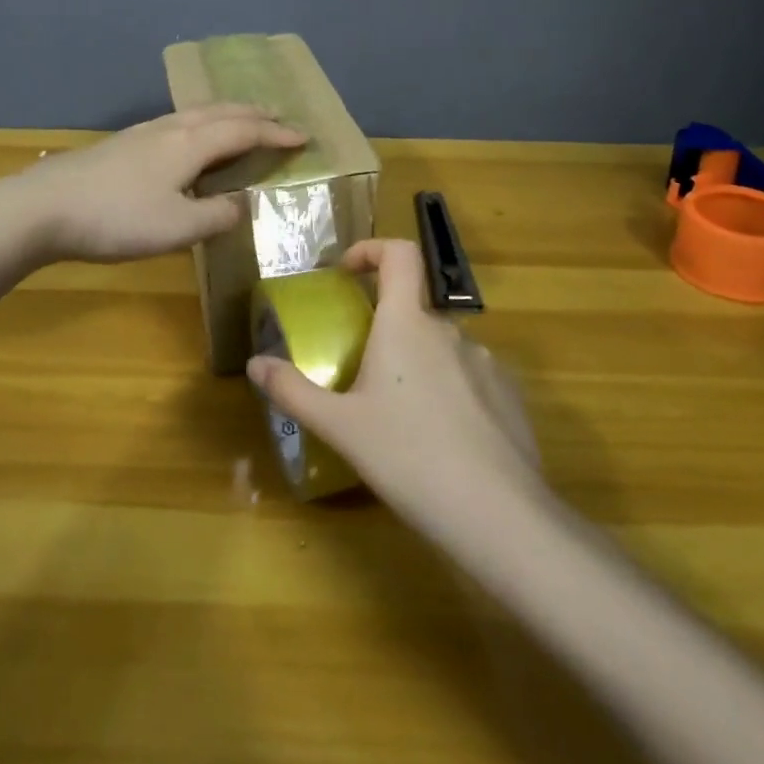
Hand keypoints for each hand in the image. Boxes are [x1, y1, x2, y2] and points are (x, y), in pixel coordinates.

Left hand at [20, 104, 307, 262]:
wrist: (43, 208)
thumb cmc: (117, 219)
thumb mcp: (177, 229)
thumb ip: (216, 216)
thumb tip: (242, 205)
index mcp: (190, 144)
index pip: (244, 131)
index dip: (276, 134)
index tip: (303, 137)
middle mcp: (170, 129)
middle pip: (220, 112)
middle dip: (253, 113)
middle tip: (278, 116)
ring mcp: (142, 133)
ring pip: (195, 113)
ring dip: (226, 114)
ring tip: (240, 120)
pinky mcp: (123, 143)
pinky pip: (177, 123)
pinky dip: (200, 124)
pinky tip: (188, 139)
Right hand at [248, 238, 545, 533]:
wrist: (497, 515)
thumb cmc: (408, 457)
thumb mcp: (340, 427)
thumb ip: (293, 391)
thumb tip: (255, 363)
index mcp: (407, 324)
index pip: (399, 253)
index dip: (372, 249)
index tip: (348, 272)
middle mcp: (449, 330)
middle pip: (413, 309)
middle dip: (386, 329)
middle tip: (362, 371)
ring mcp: (486, 361)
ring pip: (441, 347)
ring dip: (417, 364)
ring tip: (400, 415)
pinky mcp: (508, 394)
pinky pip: (470, 377)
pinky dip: (449, 390)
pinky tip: (441, 439)